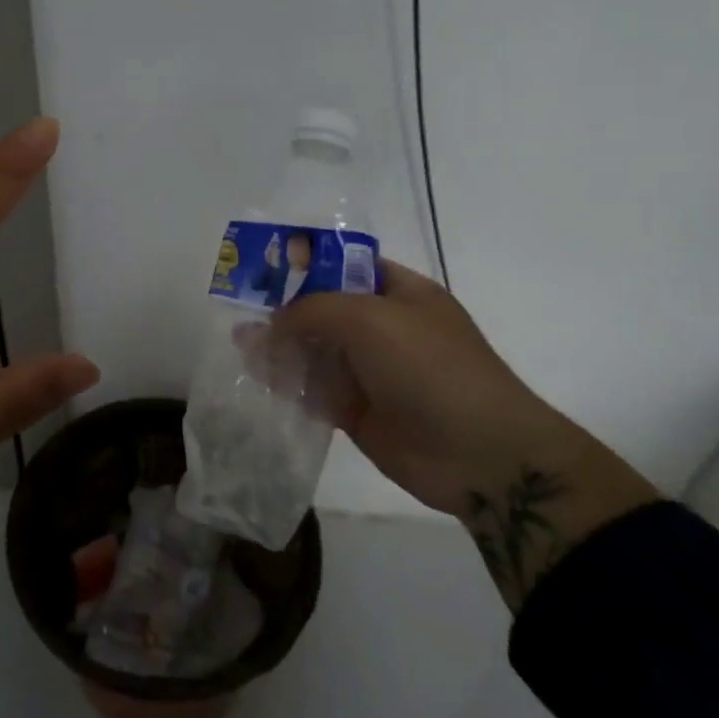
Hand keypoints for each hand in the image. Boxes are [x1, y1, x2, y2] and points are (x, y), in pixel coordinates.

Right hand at [273, 260, 655, 607]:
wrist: (480, 455)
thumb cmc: (431, 368)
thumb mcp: (370, 319)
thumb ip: (313, 310)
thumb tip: (271, 324)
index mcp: (398, 292)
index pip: (343, 265)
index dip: (304, 262)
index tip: (262, 266)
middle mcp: (382, 328)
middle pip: (322, 309)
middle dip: (282, 308)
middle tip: (238, 309)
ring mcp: (369, 371)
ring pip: (313, 351)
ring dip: (279, 348)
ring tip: (239, 346)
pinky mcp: (356, 411)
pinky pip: (313, 391)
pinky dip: (287, 385)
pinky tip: (257, 380)